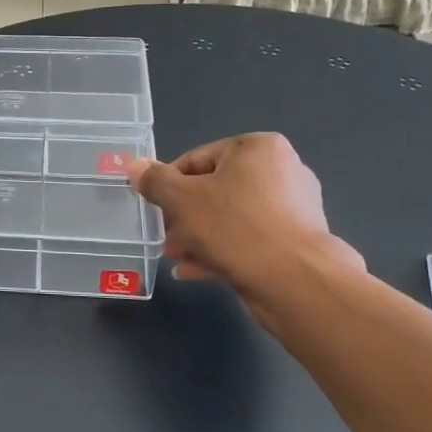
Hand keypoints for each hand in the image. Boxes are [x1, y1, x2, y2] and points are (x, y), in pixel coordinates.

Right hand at [127, 133, 361, 298]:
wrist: (295, 282)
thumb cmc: (236, 227)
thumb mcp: (182, 200)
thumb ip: (155, 181)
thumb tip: (134, 166)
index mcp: (259, 148)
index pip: (198, 158)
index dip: (169, 184)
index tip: (155, 208)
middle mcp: (283, 171)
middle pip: (215, 189)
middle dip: (184, 215)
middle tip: (164, 236)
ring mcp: (293, 209)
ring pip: (230, 217)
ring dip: (199, 235)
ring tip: (175, 256)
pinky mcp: (296, 242)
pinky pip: (248, 240)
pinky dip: (222, 250)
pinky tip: (195, 271)